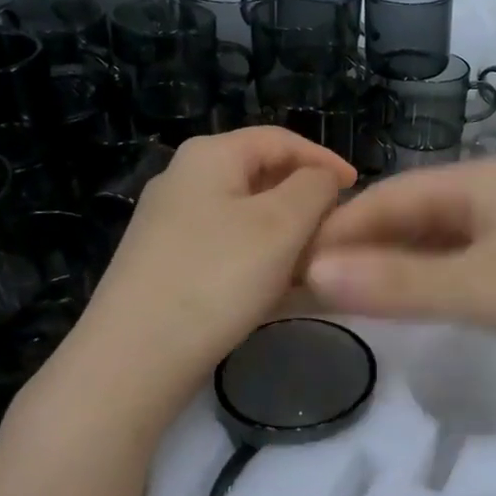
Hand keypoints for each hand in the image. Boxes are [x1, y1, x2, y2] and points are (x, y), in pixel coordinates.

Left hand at [40, 129, 353, 421]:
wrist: (136, 356)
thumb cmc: (218, 277)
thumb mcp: (281, 224)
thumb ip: (314, 188)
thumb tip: (322, 179)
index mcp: (209, 156)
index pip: (280, 139)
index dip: (325, 159)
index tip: (359, 189)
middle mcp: (183, 181)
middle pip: (261, 177)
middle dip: (306, 202)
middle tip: (340, 232)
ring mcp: (169, 226)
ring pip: (246, 218)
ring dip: (287, 236)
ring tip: (317, 265)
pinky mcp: (166, 265)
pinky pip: (227, 250)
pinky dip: (260, 261)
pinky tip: (280, 291)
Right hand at [306, 160, 495, 385]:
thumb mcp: (482, 287)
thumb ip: (400, 282)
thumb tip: (314, 270)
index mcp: (476, 183)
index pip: (383, 199)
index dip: (334, 231)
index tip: (287, 266)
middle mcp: (494, 198)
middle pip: (410, 218)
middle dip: (361, 251)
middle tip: (311, 293)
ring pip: (441, 245)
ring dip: (397, 270)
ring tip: (353, 304)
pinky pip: (471, 269)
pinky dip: (437, 285)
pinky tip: (422, 308)